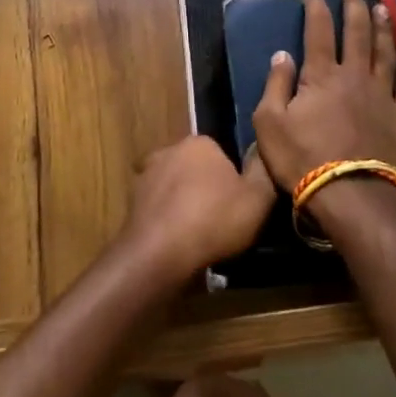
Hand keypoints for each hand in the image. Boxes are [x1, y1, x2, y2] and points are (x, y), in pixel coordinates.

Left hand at [121, 135, 274, 283]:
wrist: (160, 253)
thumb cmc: (214, 219)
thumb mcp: (258, 197)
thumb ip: (263, 170)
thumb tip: (262, 151)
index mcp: (199, 143)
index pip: (222, 153)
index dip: (233, 178)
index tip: (240, 202)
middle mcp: (169, 150)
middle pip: (196, 168)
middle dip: (206, 188)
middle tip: (222, 219)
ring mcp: (146, 175)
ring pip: (175, 187)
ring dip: (184, 204)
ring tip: (200, 235)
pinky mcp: (132, 202)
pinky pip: (158, 208)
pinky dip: (168, 220)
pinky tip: (178, 242)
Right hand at [253, 0, 395, 195]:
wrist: (350, 194)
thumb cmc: (301, 158)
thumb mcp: (269, 122)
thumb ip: (275, 85)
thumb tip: (282, 54)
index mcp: (321, 75)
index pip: (319, 33)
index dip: (317, 12)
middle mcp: (354, 76)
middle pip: (357, 33)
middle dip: (355, 8)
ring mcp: (382, 95)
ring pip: (385, 52)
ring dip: (384, 28)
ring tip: (383, 9)